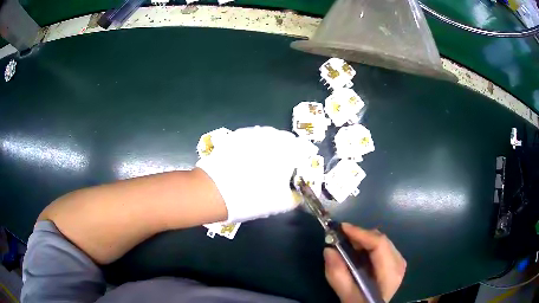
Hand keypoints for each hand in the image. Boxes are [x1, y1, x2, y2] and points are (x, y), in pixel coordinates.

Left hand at [196, 126, 316, 222]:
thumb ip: (295, 197)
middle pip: (287, 138)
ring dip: (273, 143)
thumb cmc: (253, 197)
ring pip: (269, 135)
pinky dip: (256, 143)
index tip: (307, 158)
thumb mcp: (280, 203)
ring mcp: (252, 135)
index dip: (307, 153)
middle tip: (289, 159)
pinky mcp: (235, 136)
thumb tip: (299, 194)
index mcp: (287, 152)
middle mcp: (271, 138)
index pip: (304, 147)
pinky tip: (252, 153)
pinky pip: (252, 136)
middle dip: (290, 147)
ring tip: (270, 155)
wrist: (215, 191)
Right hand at [324, 223, 405, 302]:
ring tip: (347, 245)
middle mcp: (399, 263)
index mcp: (390, 273)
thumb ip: (337, 275)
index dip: (361, 233)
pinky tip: (357, 252)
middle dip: (360, 236)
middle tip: (341, 238)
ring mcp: (399, 262)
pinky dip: (368, 245)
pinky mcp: (394, 262)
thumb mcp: (347, 295)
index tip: (342, 228)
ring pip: (381, 241)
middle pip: (381, 240)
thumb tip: (328, 249)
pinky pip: (382, 246)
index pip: (379, 245)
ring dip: (363, 240)